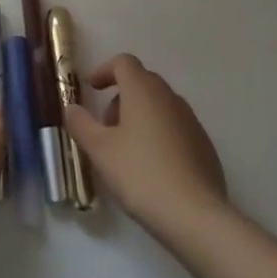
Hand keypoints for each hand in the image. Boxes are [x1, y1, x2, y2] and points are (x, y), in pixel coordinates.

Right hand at [65, 53, 227, 241]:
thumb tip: (72, 108)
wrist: (196, 215)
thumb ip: (81, 124)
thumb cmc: (141, 174)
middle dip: (120, 98)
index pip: (123, 62)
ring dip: (140, 117)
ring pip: (159, 106)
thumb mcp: (100, 151)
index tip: (92, 89)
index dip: (105, 70)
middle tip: (106, 127)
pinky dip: (159, 135)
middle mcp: (169, 96)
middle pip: (141, 82)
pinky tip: (153, 168)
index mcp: (143, 89)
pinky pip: (175, 127)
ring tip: (127, 151)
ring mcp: (191, 120)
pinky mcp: (204, 144)